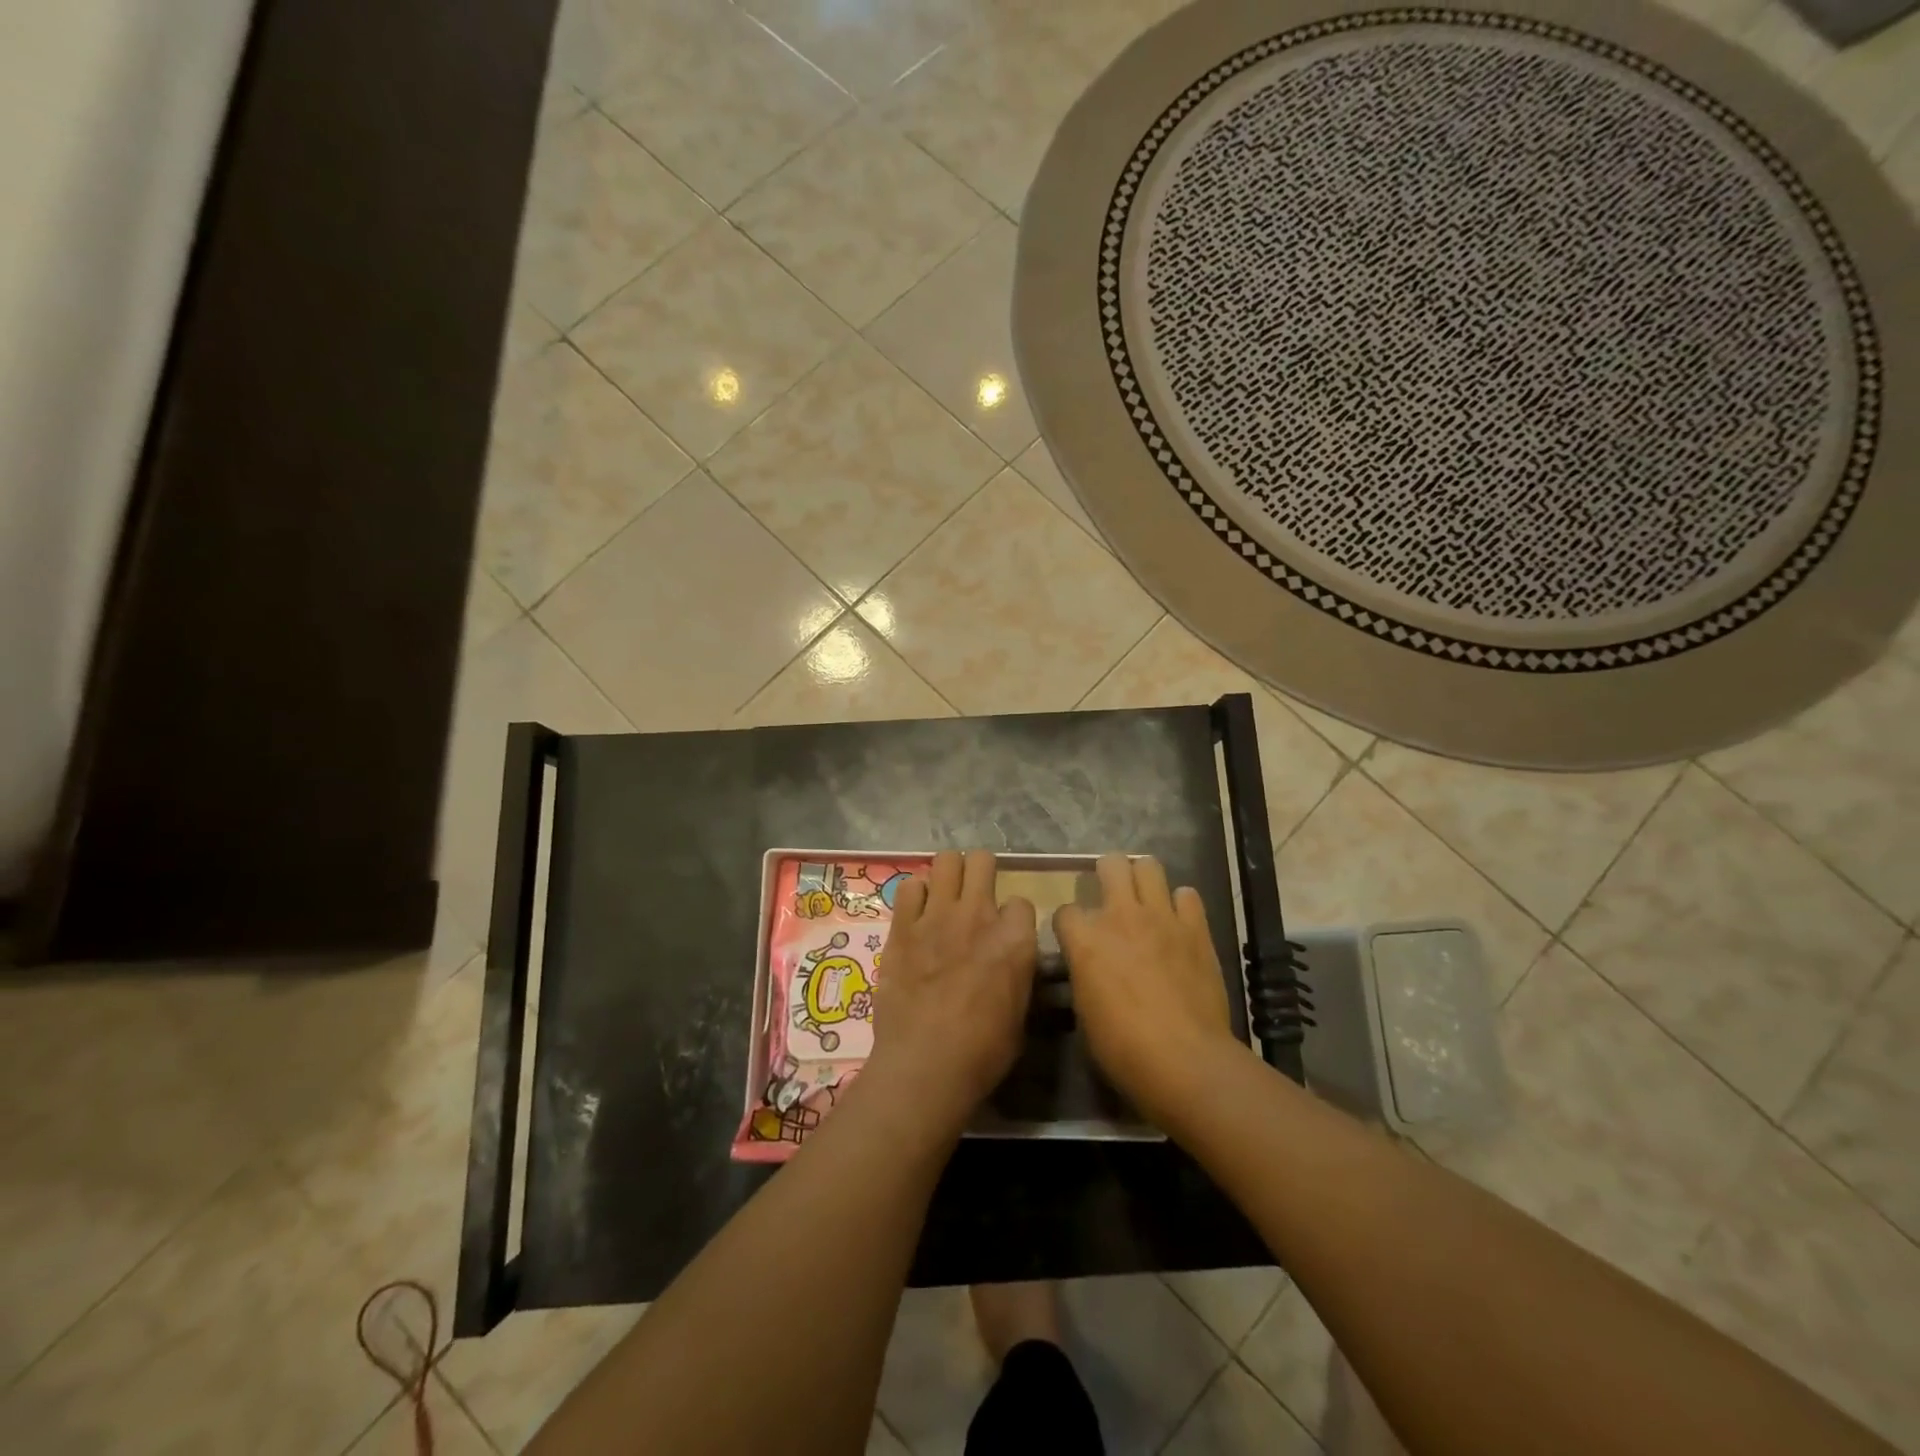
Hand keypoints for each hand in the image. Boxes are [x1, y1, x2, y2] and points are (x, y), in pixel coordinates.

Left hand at [866, 850, 1037, 1129]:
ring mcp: (937, 915)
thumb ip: (1017, 975)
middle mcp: (979, 914)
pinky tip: (915, 913)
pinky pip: (909, 886)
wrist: (925, 1064)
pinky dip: (914, 895)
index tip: (1005, 935)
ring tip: (944, 896)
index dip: (1013, 918)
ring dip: (948, 875)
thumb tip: (1013, 963)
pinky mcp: (902, 926)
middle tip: (974, 896)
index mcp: (1015, 939)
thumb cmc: (982, 1052)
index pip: (1021, 902)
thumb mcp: (1019, 1014)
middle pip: (982, 861)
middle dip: (981, 873)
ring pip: (946, 861)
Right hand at [1054, 855, 1241, 1124]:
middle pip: (1110, 864)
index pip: (1065, 911)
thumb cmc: (1123, 1047)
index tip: (1075, 940)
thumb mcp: (1085, 1011)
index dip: (1068, 925)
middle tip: (1111, 895)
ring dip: (1143, 878)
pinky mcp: (1196, 928)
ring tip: (1145, 898)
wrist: (1185, 1059)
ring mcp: (1161, 917)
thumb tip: (1089, 968)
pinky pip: (1188, 895)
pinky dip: (1181, 904)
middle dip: (1107, 873)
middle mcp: (1120, 915)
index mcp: (1085, 938)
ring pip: (1149, 866)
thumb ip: (1084, 974)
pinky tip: (1179, 921)